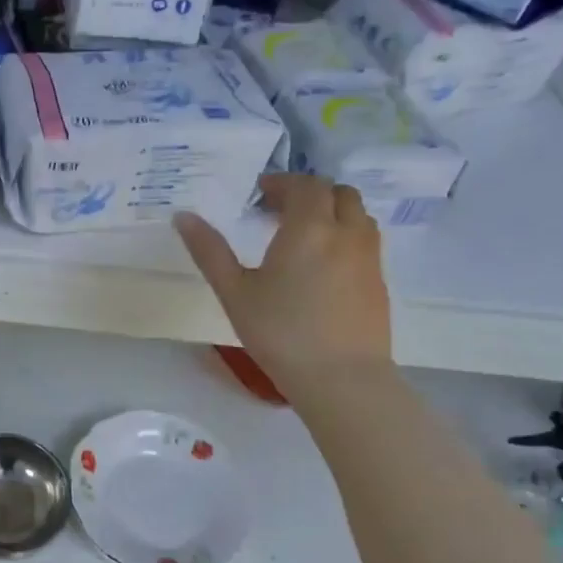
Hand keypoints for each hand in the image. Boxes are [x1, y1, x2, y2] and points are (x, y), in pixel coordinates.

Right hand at [174, 174, 391, 397]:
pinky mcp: (379, 281)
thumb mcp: (234, 292)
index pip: (303, 185)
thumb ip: (209, 250)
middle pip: (337, 192)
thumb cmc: (280, 333)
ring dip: (331, 211)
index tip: (259, 194)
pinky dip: (344, 234)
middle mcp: (346, 232)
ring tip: (302, 234)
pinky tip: (322, 264)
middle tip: (279, 211)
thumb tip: (183, 216)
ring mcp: (369, 257)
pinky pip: (365, 240)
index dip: (281, 183)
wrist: (342, 379)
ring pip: (357, 214)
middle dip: (308, 193)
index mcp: (309, 228)